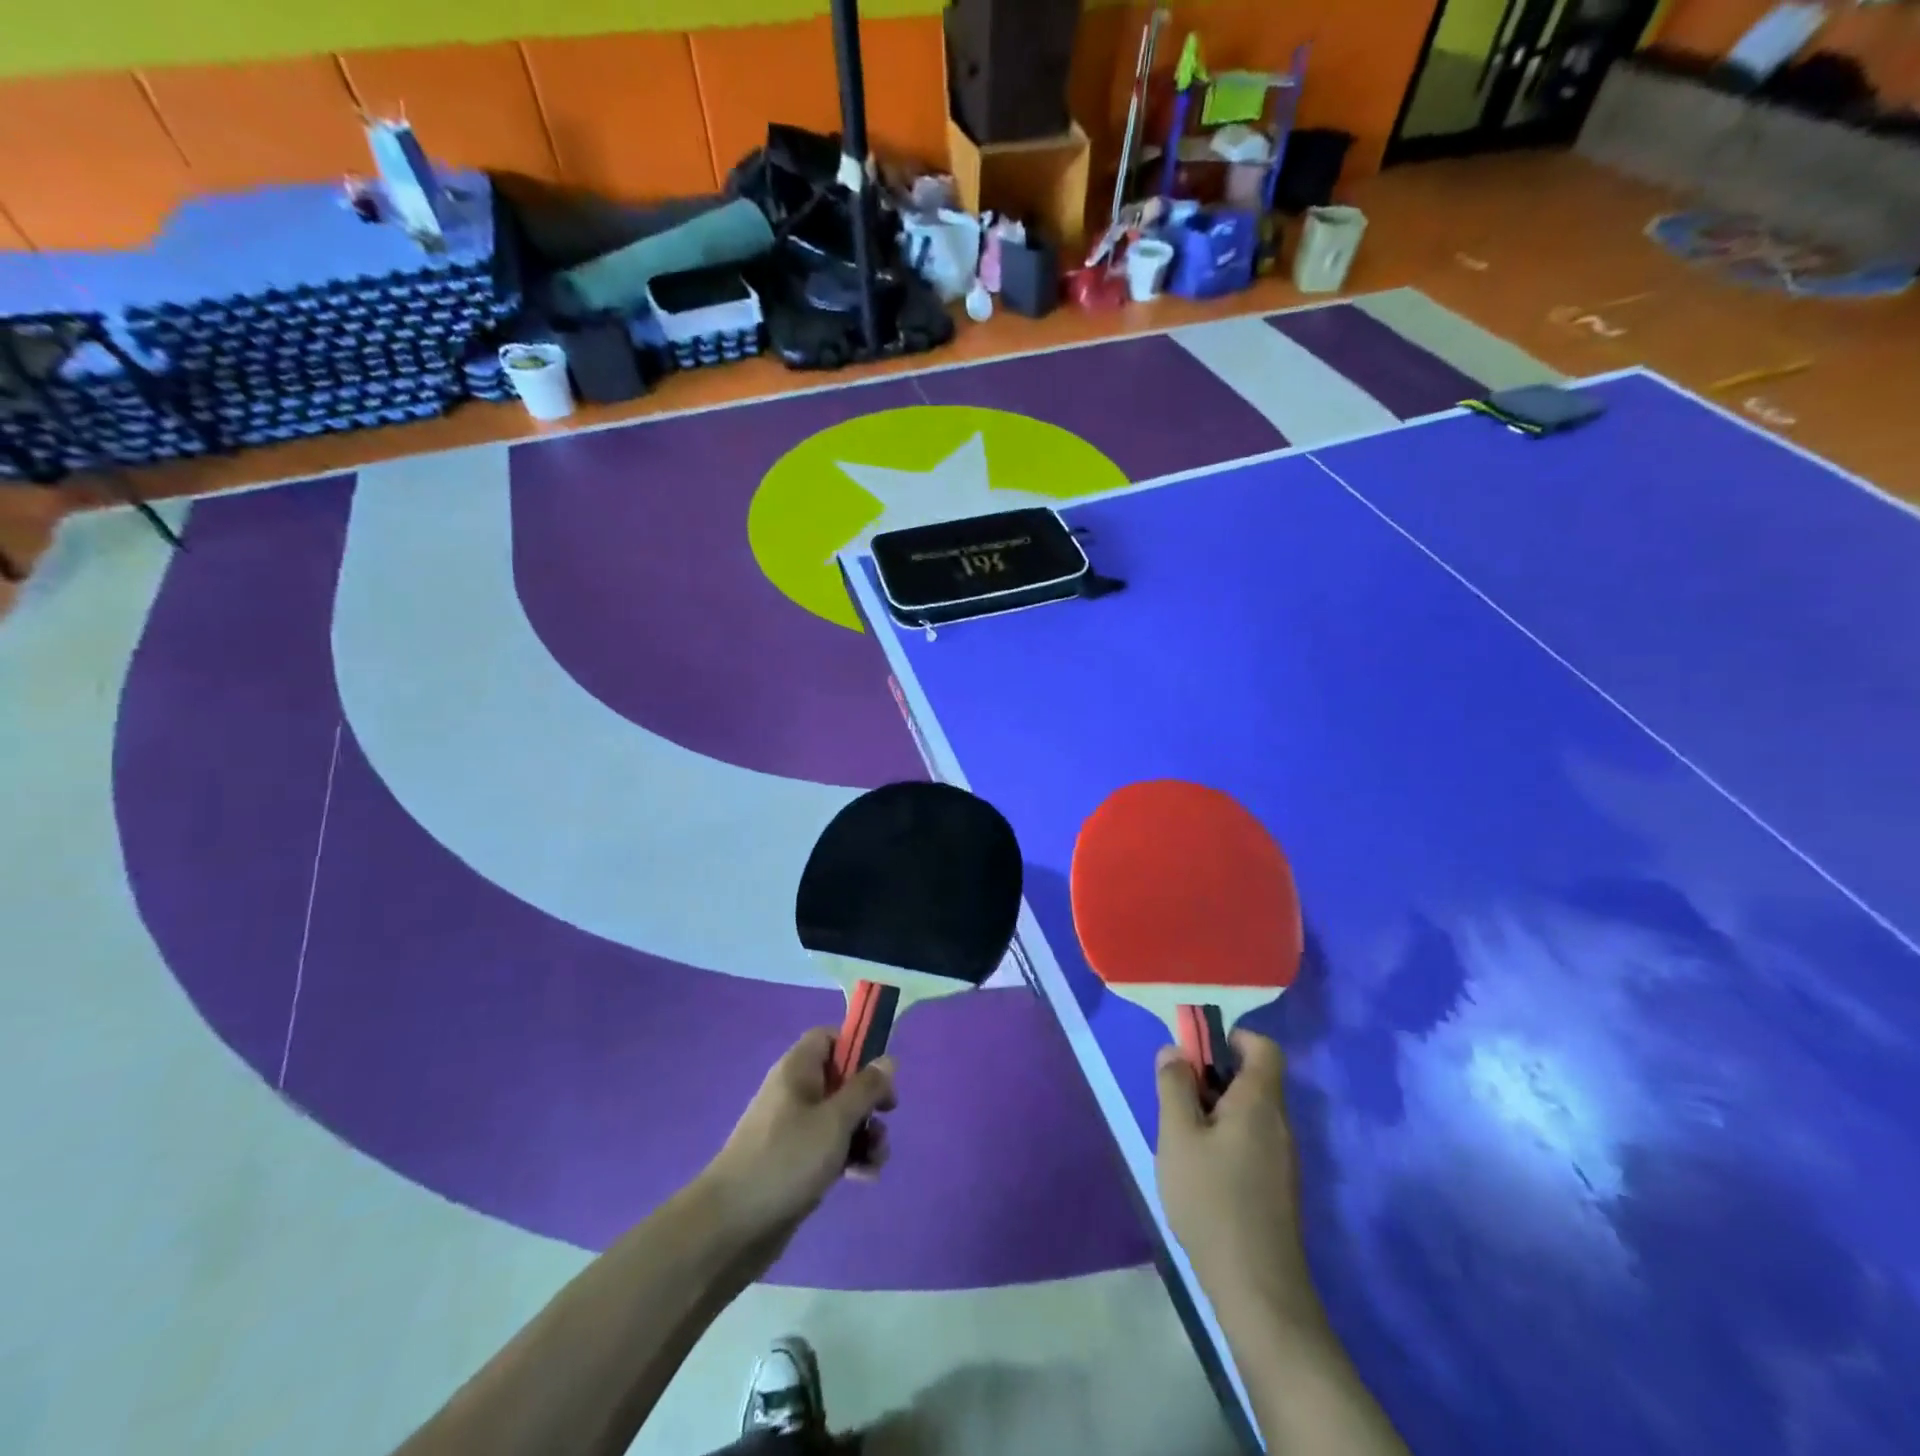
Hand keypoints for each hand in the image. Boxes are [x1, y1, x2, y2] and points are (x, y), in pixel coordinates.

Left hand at [701, 1028, 896, 1255]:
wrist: (731, 1225)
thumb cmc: (787, 1159)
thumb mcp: (834, 1120)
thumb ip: (865, 1089)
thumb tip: (888, 1059)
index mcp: (797, 1070)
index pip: (828, 1038)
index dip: (856, 1047)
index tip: (880, 1072)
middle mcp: (795, 1092)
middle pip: (841, 1079)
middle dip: (868, 1100)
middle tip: (886, 1116)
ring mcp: (793, 1129)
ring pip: (839, 1117)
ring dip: (865, 1133)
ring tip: (877, 1159)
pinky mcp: (795, 1162)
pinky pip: (830, 1147)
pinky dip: (850, 1157)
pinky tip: (864, 1177)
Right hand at [1155, 1030, 1317, 1319]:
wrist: (1258, 1289)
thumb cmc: (1212, 1200)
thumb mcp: (1178, 1136)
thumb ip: (1174, 1087)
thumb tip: (1175, 1050)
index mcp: (1259, 1103)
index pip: (1263, 1047)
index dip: (1231, 1039)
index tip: (1195, 1054)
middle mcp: (1279, 1124)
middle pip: (1253, 1078)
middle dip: (1212, 1077)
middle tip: (1176, 1098)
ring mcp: (1283, 1158)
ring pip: (1249, 1112)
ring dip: (1216, 1110)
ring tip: (1181, 1137)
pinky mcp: (1278, 1187)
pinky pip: (1252, 1140)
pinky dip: (1226, 1138)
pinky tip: (1200, 1170)